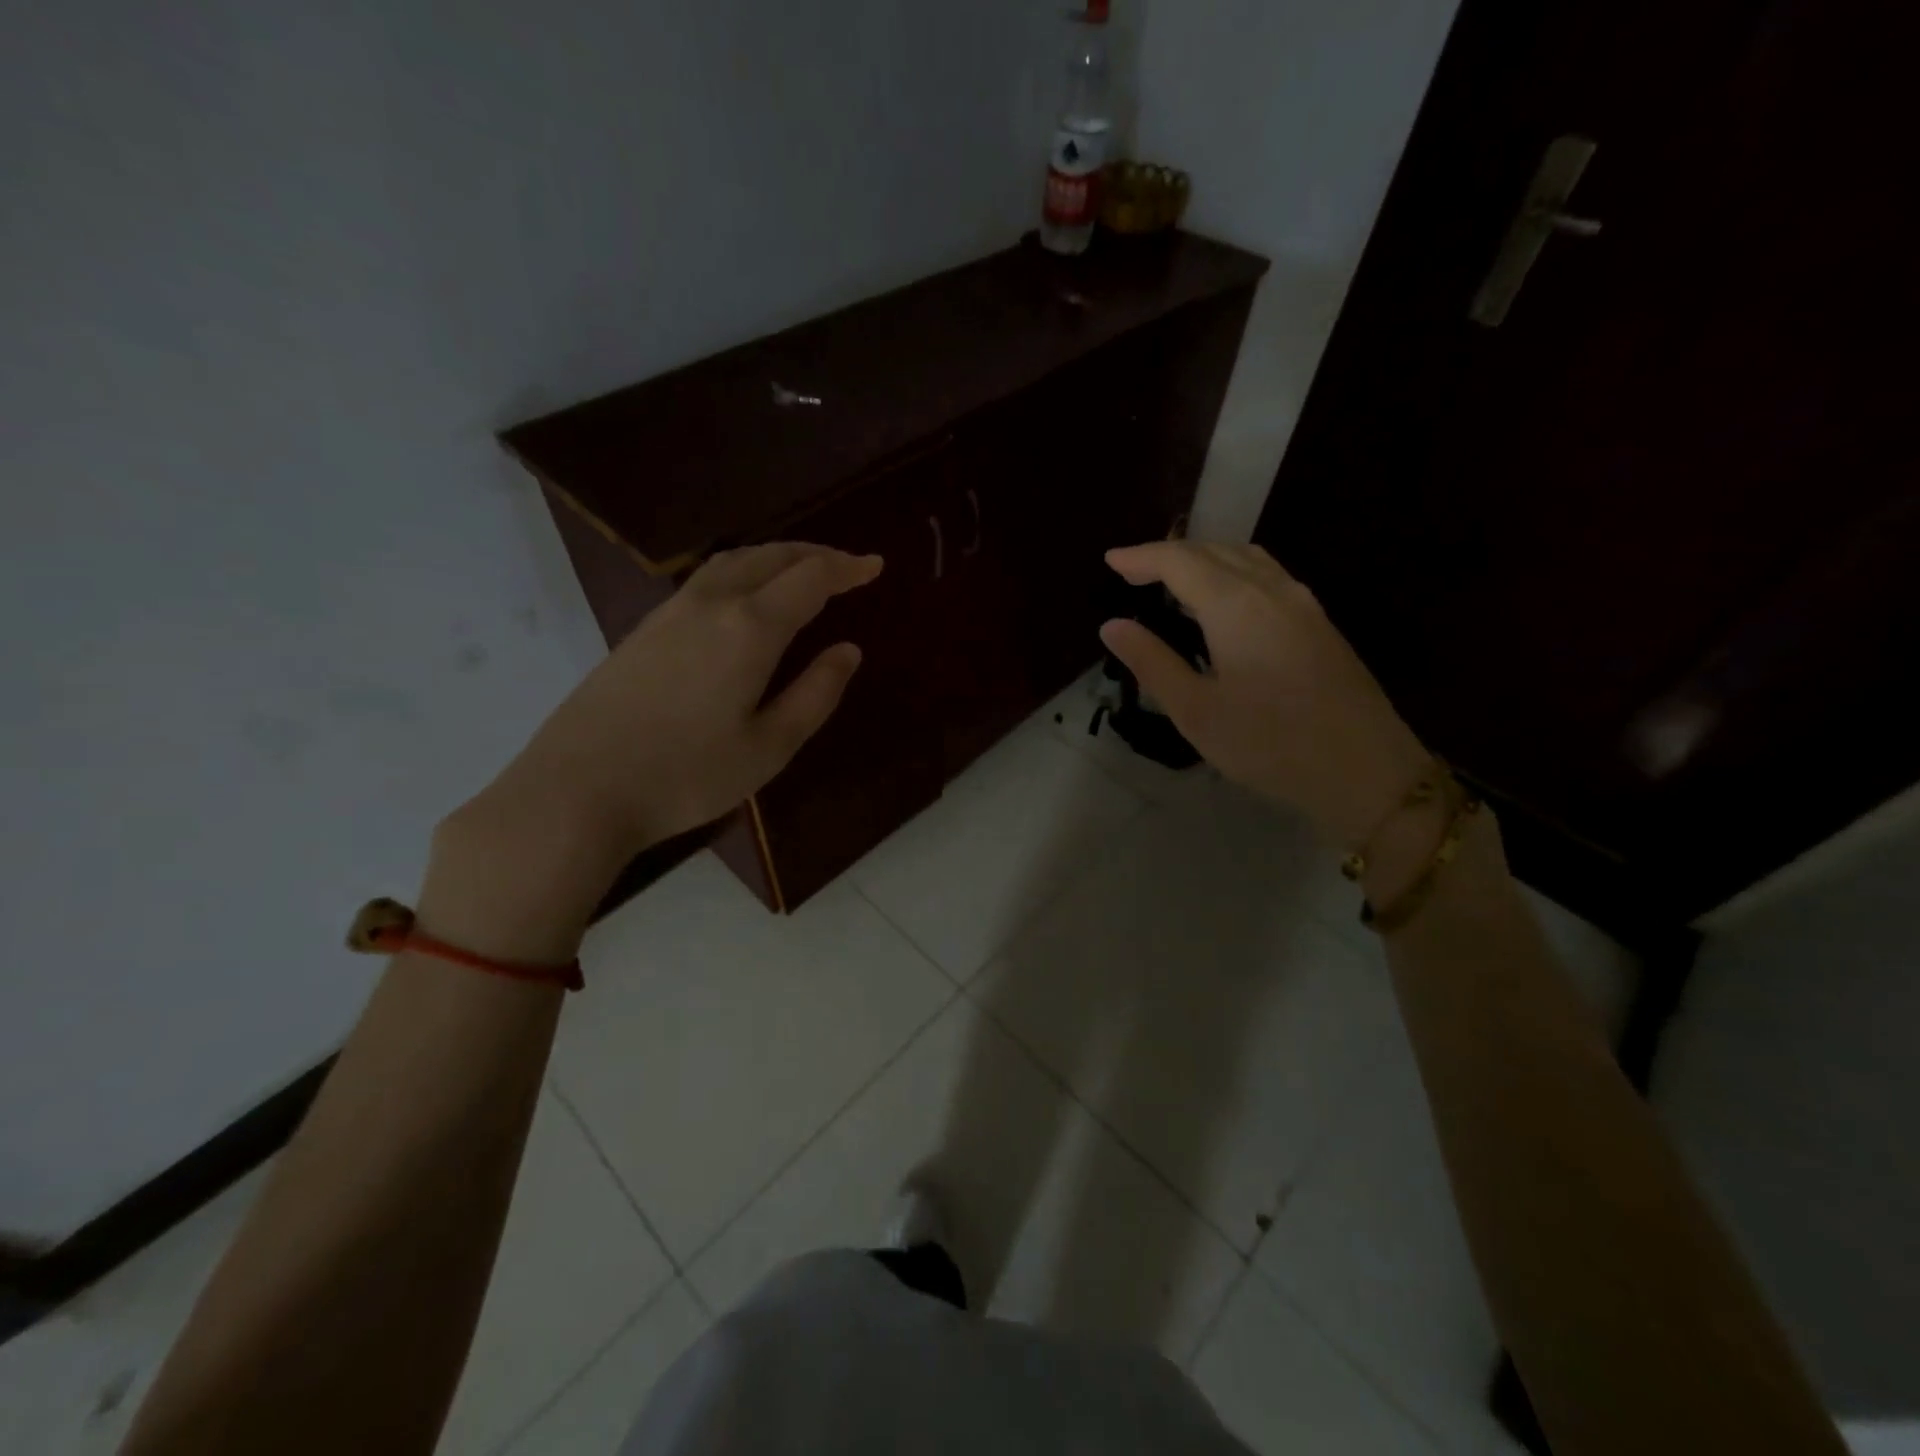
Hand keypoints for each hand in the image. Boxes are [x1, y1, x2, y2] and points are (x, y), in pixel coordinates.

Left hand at [423, 544, 880, 959]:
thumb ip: (815, 694)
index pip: (809, 579)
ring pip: (733, 562)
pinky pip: (707, 579)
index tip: (875, 565)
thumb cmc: (686, 775)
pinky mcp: (644, 629)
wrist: (578, 790)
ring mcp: (670, 612)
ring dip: (775, 557)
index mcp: (750, 629)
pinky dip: (742, 571)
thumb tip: (848, 650)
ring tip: (801, 570)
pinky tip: (745, 596)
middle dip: (813, 554)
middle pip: (769, 557)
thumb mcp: (769, 747)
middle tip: (846, 565)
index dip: (846, 568)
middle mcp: (711, 605)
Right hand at [1099, 541, 1429, 844]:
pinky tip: (1224, 601)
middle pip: (1215, 550)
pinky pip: (1268, 576)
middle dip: (1170, 553)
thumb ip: (1152, 662)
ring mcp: (1303, 604)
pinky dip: (1233, 572)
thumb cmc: (1270, 744)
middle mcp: (1272, 590)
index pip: (1180, 561)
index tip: (1111, 560)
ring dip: (1205, 558)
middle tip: (1133, 571)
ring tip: (1174, 580)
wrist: (1366, 771)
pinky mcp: (1320, 624)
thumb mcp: (1195, 711)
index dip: (1142, 557)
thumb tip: (1112, 626)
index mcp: (1236, 605)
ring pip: (1247, 558)